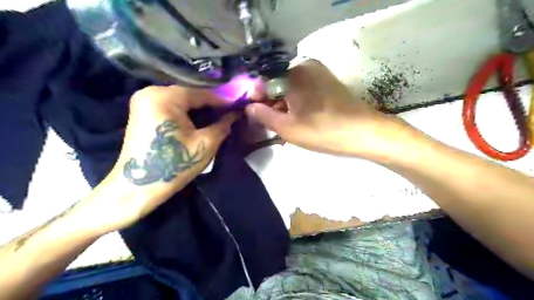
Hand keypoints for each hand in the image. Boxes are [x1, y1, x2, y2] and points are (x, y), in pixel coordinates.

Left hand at [82, 85, 237, 230]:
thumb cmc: (174, 164)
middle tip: (230, 113)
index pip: (201, 94)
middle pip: (190, 95)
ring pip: (181, 101)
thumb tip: (235, 114)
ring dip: (200, 109)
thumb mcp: (205, 144)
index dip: (223, 101)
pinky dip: (187, 113)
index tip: (239, 106)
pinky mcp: (143, 112)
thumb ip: (223, 125)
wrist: (139, 187)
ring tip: (219, 117)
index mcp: (164, 97)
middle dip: (211, 105)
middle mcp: (151, 92)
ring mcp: (144, 101)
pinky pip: (171, 107)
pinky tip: (201, 120)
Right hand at [247, 61, 409, 159]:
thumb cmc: (323, 131)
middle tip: (271, 125)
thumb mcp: (288, 128)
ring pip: (290, 87)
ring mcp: (318, 72)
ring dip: (284, 105)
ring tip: (284, 126)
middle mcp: (304, 66)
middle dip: (271, 104)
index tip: (254, 115)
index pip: (263, 82)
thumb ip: (263, 116)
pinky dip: (297, 102)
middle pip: (277, 84)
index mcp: (292, 74)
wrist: (364, 132)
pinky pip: (303, 88)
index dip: (256, 99)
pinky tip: (298, 118)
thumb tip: (249, 106)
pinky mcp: (327, 80)